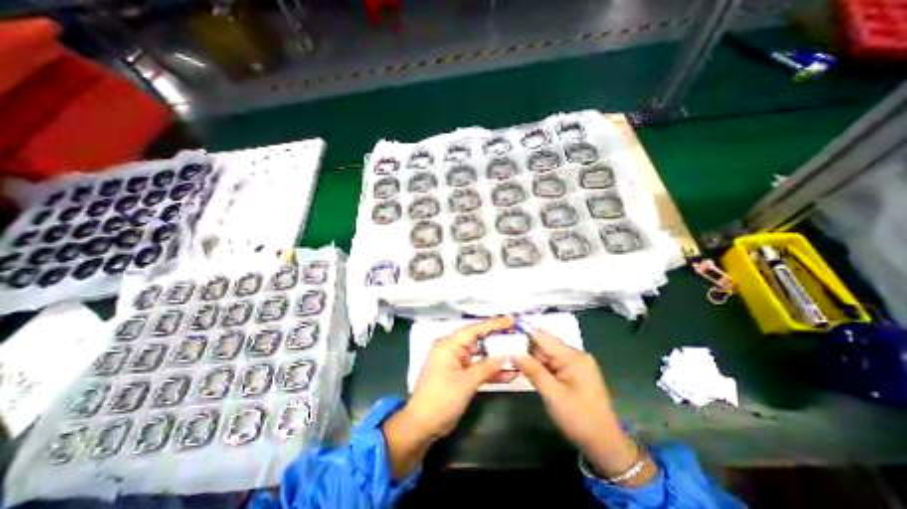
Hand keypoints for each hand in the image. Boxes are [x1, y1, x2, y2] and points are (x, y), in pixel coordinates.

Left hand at [380, 315, 512, 478]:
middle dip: (497, 338)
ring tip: (517, 353)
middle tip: (517, 334)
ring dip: (496, 357)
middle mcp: (452, 349)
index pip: (474, 329)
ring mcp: (455, 362)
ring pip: (479, 354)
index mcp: (449, 345)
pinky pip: (477, 368)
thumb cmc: (441, 400)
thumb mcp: (466, 383)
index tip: (511, 320)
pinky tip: (508, 374)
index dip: (494, 324)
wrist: (422, 425)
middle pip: (478, 339)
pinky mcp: (458, 374)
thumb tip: (504, 357)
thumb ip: (486, 367)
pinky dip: (490, 371)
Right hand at [514, 326, 655, 484]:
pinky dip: (542, 368)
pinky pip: (554, 363)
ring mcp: (577, 364)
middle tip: (510, 359)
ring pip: (548, 355)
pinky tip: (533, 375)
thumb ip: (533, 371)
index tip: (506, 335)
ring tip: (518, 368)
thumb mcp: (552, 395)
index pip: (543, 336)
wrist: (606, 445)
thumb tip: (513, 352)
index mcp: (573, 357)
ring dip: (534, 361)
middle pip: (545, 345)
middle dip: (528, 351)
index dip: (524, 333)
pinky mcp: (575, 373)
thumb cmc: (579, 419)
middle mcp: (576, 355)